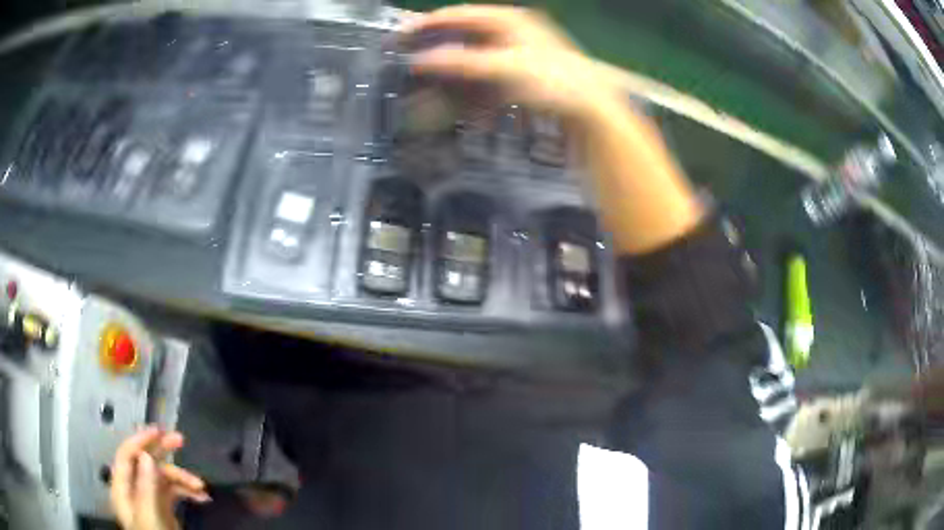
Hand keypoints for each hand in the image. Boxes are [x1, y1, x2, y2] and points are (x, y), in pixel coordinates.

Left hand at [110, 427, 210, 529]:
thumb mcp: (149, 516)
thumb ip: (145, 487)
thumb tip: (146, 455)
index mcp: (123, 489)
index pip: (127, 455)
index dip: (140, 440)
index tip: (158, 430)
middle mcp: (134, 490)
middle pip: (145, 462)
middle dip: (163, 450)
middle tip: (180, 439)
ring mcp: (149, 500)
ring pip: (163, 478)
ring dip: (182, 478)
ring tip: (201, 486)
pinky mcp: (163, 509)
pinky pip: (174, 493)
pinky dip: (187, 492)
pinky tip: (202, 497)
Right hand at [406, 5, 620, 120]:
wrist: (590, 109)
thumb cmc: (554, 81)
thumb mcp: (505, 68)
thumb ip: (463, 62)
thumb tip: (423, 59)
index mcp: (509, 20)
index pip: (460, 14)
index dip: (429, 23)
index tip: (401, 35)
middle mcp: (510, 32)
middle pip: (463, 37)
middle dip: (437, 51)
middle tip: (410, 62)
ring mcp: (515, 53)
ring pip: (471, 60)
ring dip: (450, 76)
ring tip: (427, 89)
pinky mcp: (518, 76)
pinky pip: (484, 79)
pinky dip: (468, 91)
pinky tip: (457, 104)